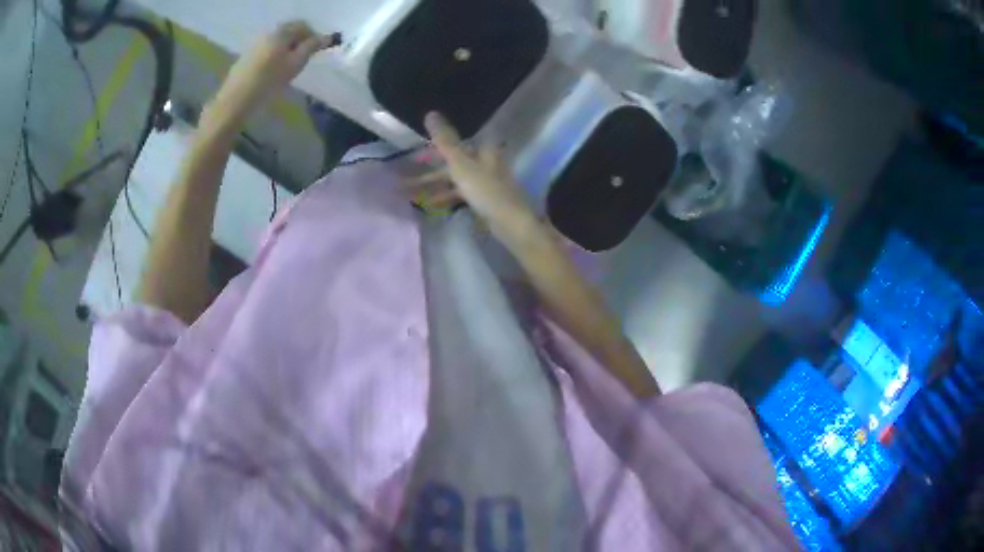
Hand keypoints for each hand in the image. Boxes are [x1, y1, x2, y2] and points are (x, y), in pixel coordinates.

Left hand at [208, 21, 338, 126]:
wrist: (235, 100)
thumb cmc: (269, 81)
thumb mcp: (296, 63)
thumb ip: (312, 47)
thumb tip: (327, 37)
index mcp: (281, 31)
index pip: (303, 26)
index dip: (313, 37)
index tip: (317, 52)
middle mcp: (268, 33)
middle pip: (289, 32)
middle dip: (299, 43)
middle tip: (303, 61)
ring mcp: (255, 44)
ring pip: (277, 42)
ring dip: (286, 51)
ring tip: (288, 69)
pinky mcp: (247, 57)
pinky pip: (267, 50)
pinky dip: (275, 56)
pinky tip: (273, 73)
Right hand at [410, 112, 538, 234]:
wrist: (510, 223)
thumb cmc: (486, 190)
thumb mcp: (461, 164)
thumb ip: (445, 141)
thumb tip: (431, 113)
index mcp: (483, 151)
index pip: (458, 141)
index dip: (438, 144)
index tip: (418, 151)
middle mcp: (485, 163)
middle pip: (455, 161)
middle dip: (431, 169)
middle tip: (408, 174)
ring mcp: (485, 183)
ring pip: (455, 179)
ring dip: (435, 185)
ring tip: (411, 193)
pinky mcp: (484, 201)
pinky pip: (460, 195)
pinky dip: (445, 197)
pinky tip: (431, 204)